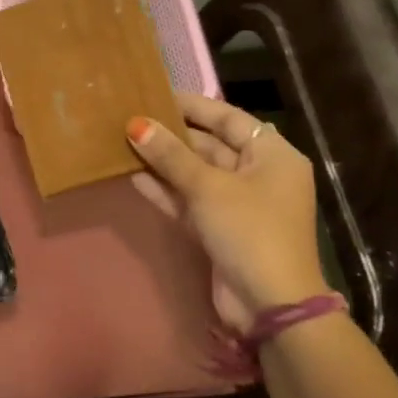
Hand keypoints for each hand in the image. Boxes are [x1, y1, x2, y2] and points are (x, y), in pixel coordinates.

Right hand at [127, 95, 330, 332]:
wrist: (269, 304)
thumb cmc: (249, 231)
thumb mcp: (209, 187)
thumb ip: (171, 156)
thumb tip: (136, 124)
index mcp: (272, 156)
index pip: (229, 118)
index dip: (193, 105)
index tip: (155, 93)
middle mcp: (258, 175)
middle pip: (211, 145)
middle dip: (172, 135)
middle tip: (132, 118)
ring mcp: (239, 205)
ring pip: (196, 175)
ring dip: (164, 163)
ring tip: (125, 143)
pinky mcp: (220, 230)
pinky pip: (190, 201)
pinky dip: (166, 191)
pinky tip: (134, 176)